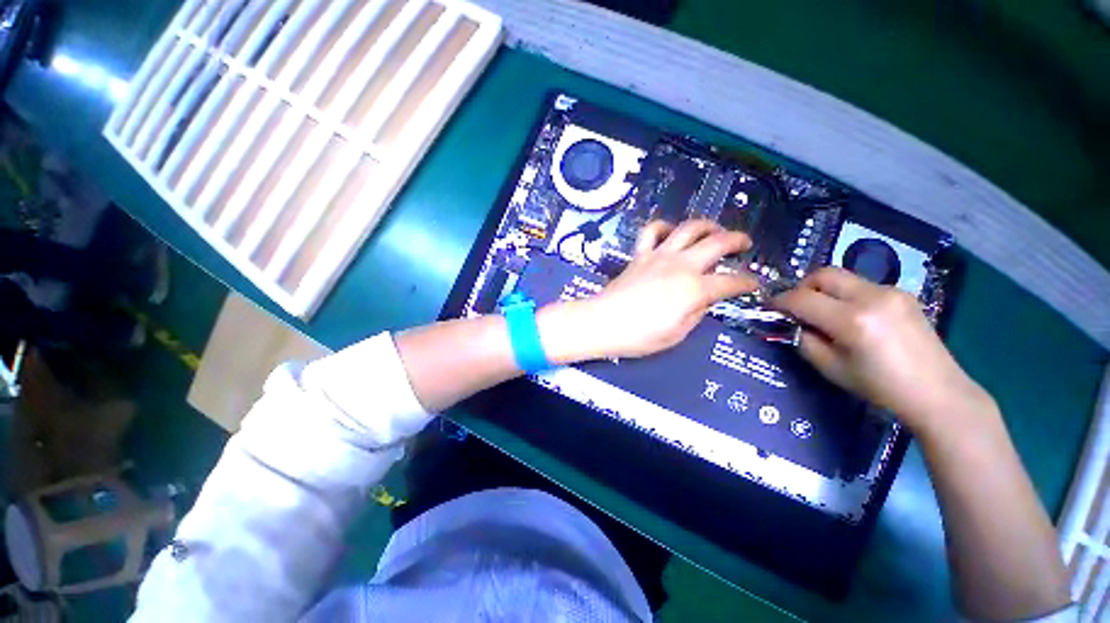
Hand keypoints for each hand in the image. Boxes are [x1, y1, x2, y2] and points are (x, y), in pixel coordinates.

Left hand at [541, 219, 758, 362]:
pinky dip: (663, 227)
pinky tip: (670, 232)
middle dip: (737, 240)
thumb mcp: (677, 334)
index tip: (754, 284)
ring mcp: (659, 256)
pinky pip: (651, 231)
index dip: (747, 283)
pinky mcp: (640, 255)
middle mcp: (681, 265)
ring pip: (688, 228)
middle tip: (745, 244)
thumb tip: (705, 299)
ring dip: (707, 225)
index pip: (731, 282)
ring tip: (714, 230)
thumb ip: (696, 313)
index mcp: (694, 289)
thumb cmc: (639, 336)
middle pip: (717, 242)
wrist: (603, 322)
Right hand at [774, 267, 991, 433]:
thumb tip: (794, 323)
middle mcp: (872, 297)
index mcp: (852, 320)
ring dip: (824, 290)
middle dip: (802, 287)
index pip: (801, 299)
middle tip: (796, 306)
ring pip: (843, 277)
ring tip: (825, 313)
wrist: (936, 391)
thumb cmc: (879, 386)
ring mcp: (891, 291)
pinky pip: (862, 285)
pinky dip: (846, 295)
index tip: (769, 307)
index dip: (779, 301)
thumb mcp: (830, 368)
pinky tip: (852, 316)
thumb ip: (805, 340)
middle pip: (823, 274)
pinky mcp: (902, 293)